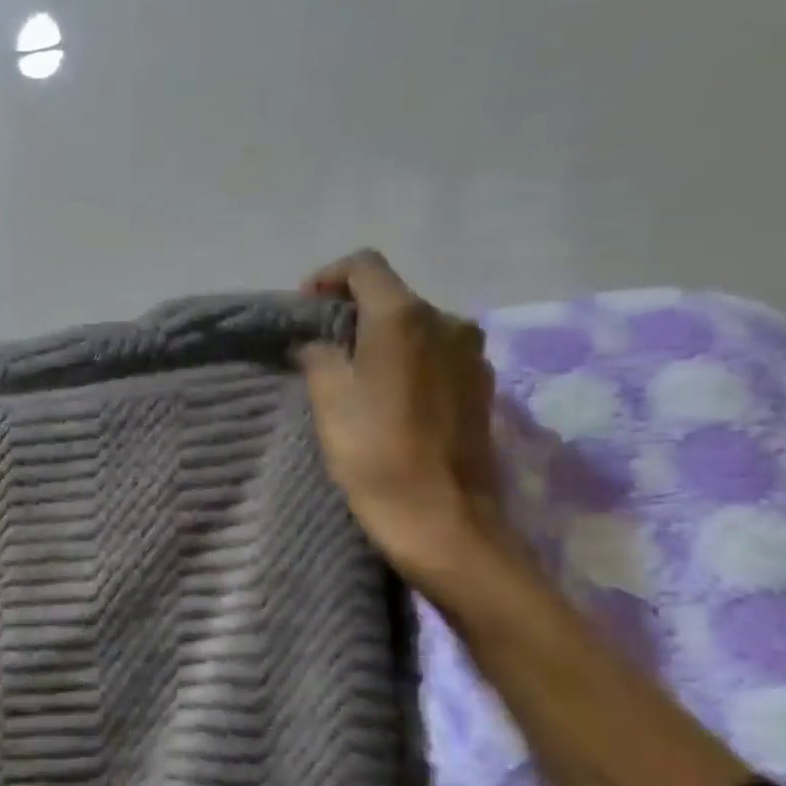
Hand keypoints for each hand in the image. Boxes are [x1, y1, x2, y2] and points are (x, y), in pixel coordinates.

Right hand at [295, 250, 504, 588]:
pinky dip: (408, 361)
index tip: (304, 311)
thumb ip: (318, 354)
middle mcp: (447, 322)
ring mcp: (471, 354)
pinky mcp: (482, 386)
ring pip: (416, 326)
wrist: (443, 519)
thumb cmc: (375, 453)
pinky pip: (436, 355)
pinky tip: (390, 397)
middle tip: (320, 346)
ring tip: (354, 375)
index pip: (364, 266)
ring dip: (381, 338)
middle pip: (392, 295)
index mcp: (404, 317)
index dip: (327, 278)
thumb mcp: (329, 399)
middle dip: (352, 311)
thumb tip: (315, 341)